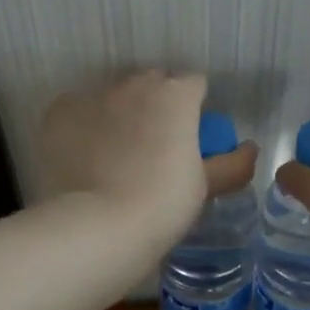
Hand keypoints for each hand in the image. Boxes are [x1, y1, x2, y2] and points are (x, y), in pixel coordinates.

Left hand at [38, 71, 257, 252]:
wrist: (100, 226)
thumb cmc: (163, 204)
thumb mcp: (205, 187)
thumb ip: (232, 164)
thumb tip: (250, 149)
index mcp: (176, 95)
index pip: (194, 84)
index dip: (195, 107)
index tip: (191, 135)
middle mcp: (134, 85)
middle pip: (152, 84)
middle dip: (157, 105)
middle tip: (156, 145)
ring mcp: (93, 96)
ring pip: (113, 96)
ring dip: (120, 114)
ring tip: (117, 154)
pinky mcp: (59, 113)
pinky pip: (78, 111)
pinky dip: (85, 127)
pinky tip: (86, 157)